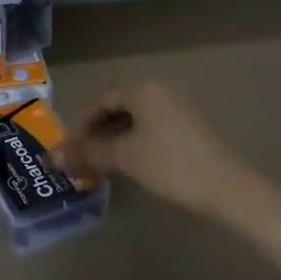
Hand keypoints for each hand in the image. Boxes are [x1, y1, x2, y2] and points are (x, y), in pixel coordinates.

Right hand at [54, 79, 247, 212]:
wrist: (229, 190)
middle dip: (96, 137)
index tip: (68, 152)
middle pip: (116, 112)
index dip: (80, 128)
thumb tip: (51, 157)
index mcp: (142, 89)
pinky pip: (150, 132)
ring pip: (133, 124)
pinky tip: (129, 169)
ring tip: (101, 168)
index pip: (100, 104)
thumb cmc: (171, 165)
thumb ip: (87, 154)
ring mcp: (177, 111)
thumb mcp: (123, 158)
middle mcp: (159, 92)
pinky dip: (134, 147)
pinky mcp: (189, 131)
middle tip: (81, 162)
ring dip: (114, 144)